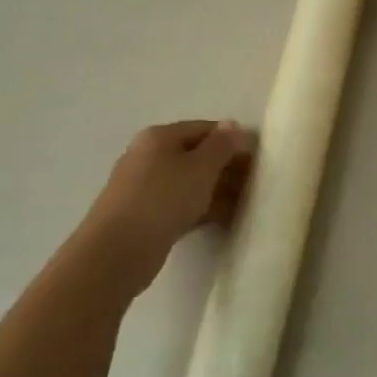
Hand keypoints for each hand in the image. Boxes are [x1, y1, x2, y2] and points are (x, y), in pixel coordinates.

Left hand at [85, 120, 254, 285]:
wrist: (118, 251)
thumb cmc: (163, 198)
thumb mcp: (201, 167)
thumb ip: (221, 145)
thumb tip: (232, 125)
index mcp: (159, 137)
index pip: (204, 128)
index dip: (232, 140)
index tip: (258, 158)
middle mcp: (148, 156)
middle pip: (196, 155)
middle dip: (226, 167)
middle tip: (255, 183)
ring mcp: (145, 188)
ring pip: (190, 182)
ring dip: (217, 190)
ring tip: (245, 203)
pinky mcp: (146, 216)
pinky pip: (181, 204)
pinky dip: (203, 208)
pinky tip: (224, 219)